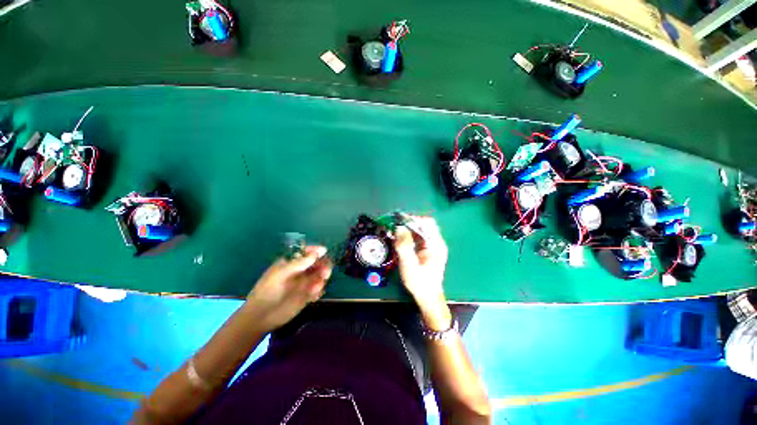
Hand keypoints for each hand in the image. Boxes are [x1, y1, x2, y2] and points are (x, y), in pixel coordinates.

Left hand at [246, 246, 331, 331]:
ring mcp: (304, 283)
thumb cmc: (268, 291)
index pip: (306, 252)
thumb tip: (317, 253)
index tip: (324, 251)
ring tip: (316, 287)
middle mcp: (300, 271)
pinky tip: (313, 297)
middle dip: (323, 265)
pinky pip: (319, 289)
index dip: (315, 250)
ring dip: (322, 278)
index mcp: (291, 262)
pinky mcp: (307, 295)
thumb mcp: (282, 274)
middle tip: (325, 272)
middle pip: (317, 263)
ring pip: (320, 275)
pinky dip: (319, 291)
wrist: (261, 316)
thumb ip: (300, 263)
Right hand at [394, 217, 451, 330]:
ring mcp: (431, 246)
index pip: (428, 222)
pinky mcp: (426, 250)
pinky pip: (417, 237)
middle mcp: (435, 242)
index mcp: (436, 244)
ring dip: (407, 228)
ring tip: (394, 231)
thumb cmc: (420, 283)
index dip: (414, 218)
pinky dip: (407, 235)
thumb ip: (404, 246)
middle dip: (408, 223)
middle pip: (423, 225)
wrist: (427, 297)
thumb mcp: (409, 265)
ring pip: (419, 230)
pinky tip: (399, 239)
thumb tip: (399, 228)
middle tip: (394, 225)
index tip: (399, 220)